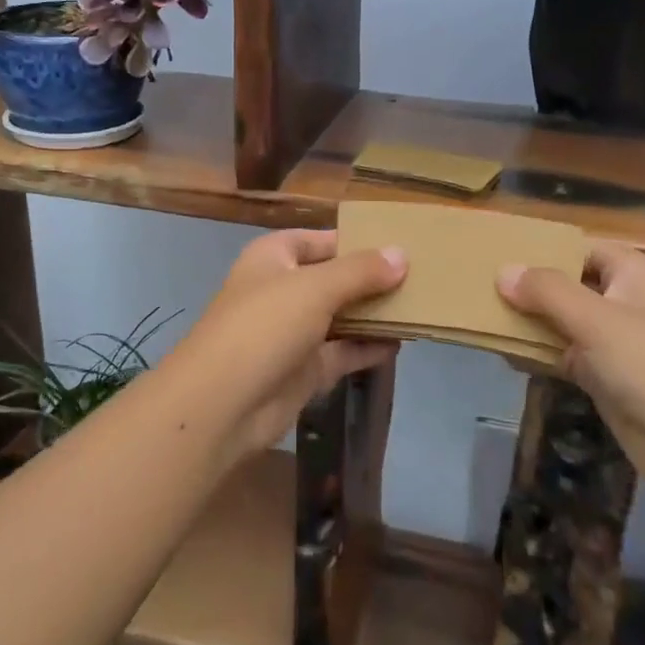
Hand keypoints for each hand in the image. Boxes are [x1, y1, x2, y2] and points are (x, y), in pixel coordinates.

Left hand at [170, 229, 404, 458]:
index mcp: (274, 258)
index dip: (356, 241)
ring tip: (419, 307)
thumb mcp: (315, 288)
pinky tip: (402, 342)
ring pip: (340, 316)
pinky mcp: (303, 370)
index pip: (320, 240)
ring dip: (373, 314)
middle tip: (421, 277)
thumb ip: (361, 271)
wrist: (223, 404)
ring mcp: (292, 332)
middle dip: (371, 279)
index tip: (399, 245)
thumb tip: (402, 255)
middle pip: (334, 278)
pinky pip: (342, 352)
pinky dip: (368, 347)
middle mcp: (282, 290)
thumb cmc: (264, 326)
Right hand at [497, 241, 644, 495]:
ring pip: (562, 322)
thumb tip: (503, 272)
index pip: (579, 248)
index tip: (497, 253)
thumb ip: (546, 292)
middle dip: (528, 287)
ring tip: (480, 315)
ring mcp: (614, 342)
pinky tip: (503, 352)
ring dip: (529, 322)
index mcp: (631, 273)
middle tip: (478, 285)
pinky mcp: (606, 377)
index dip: (542, 249)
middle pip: (568, 285)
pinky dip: (538, 354)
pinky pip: (564, 355)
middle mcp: (623, 301)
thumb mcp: (596, 319)